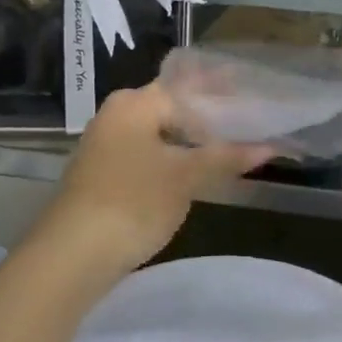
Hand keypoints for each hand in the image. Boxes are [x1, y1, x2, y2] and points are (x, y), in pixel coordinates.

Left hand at [31, 84, 273, 281]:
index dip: (222, 89)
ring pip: (160, 132)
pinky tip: (197, 169)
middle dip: (209, 115)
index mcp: (135, 103)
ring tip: (231, 144)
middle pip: (172, 107)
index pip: (187, 85)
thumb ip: (227, 157)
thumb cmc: (133, 202)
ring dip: (193, 138)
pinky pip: (149, 153)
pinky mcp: (104, 174)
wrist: (72, 256)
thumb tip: (270, 146)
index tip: (252, 91)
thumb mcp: (186, 177)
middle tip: (249, 120)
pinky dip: (175, 156)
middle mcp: (116, 115)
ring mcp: (107, 145)